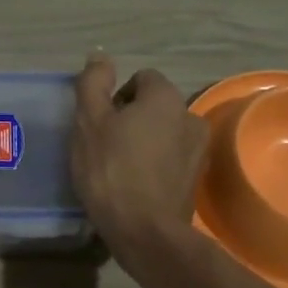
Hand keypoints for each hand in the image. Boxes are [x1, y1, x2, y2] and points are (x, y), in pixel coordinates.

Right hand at [71, 54, 209, 261]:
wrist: (145, 232)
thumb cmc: (111, 170)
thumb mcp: (89, 122)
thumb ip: (93, 83)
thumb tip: (99, 55)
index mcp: (166, 98)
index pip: (142, 78)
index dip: (116, 96)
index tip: (100, 122)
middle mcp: (190, 117)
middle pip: (154, 106)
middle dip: (131, 119)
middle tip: (105, 145)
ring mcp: (198, 151)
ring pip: (164, 133)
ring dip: (144, 142)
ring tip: (120, 167)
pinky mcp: (196, 179)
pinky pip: (170, 159)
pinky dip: (154, 165)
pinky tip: (135, 185)